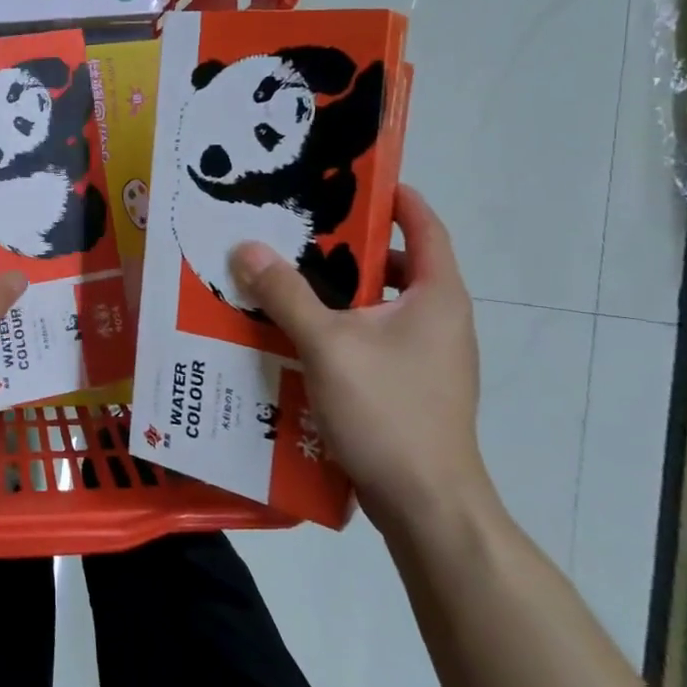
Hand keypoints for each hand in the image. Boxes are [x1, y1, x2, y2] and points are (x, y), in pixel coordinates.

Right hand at [229, 185, 492, 537]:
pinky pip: (372, 340)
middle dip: (347, 247)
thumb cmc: (388, 412)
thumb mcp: (328, 345)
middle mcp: (439, 320)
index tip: (354, 179)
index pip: (425, 227)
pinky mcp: (410, 388)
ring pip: (379, 307)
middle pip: (396, 266)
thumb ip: (286, 294)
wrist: (428, 506)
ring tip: (286, 281)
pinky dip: (339, 328)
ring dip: (337, 292)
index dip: (396, 198)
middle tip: (296, 232)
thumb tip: (247, 248)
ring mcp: (428, 358)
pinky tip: (296, 336)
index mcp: (436, 297)